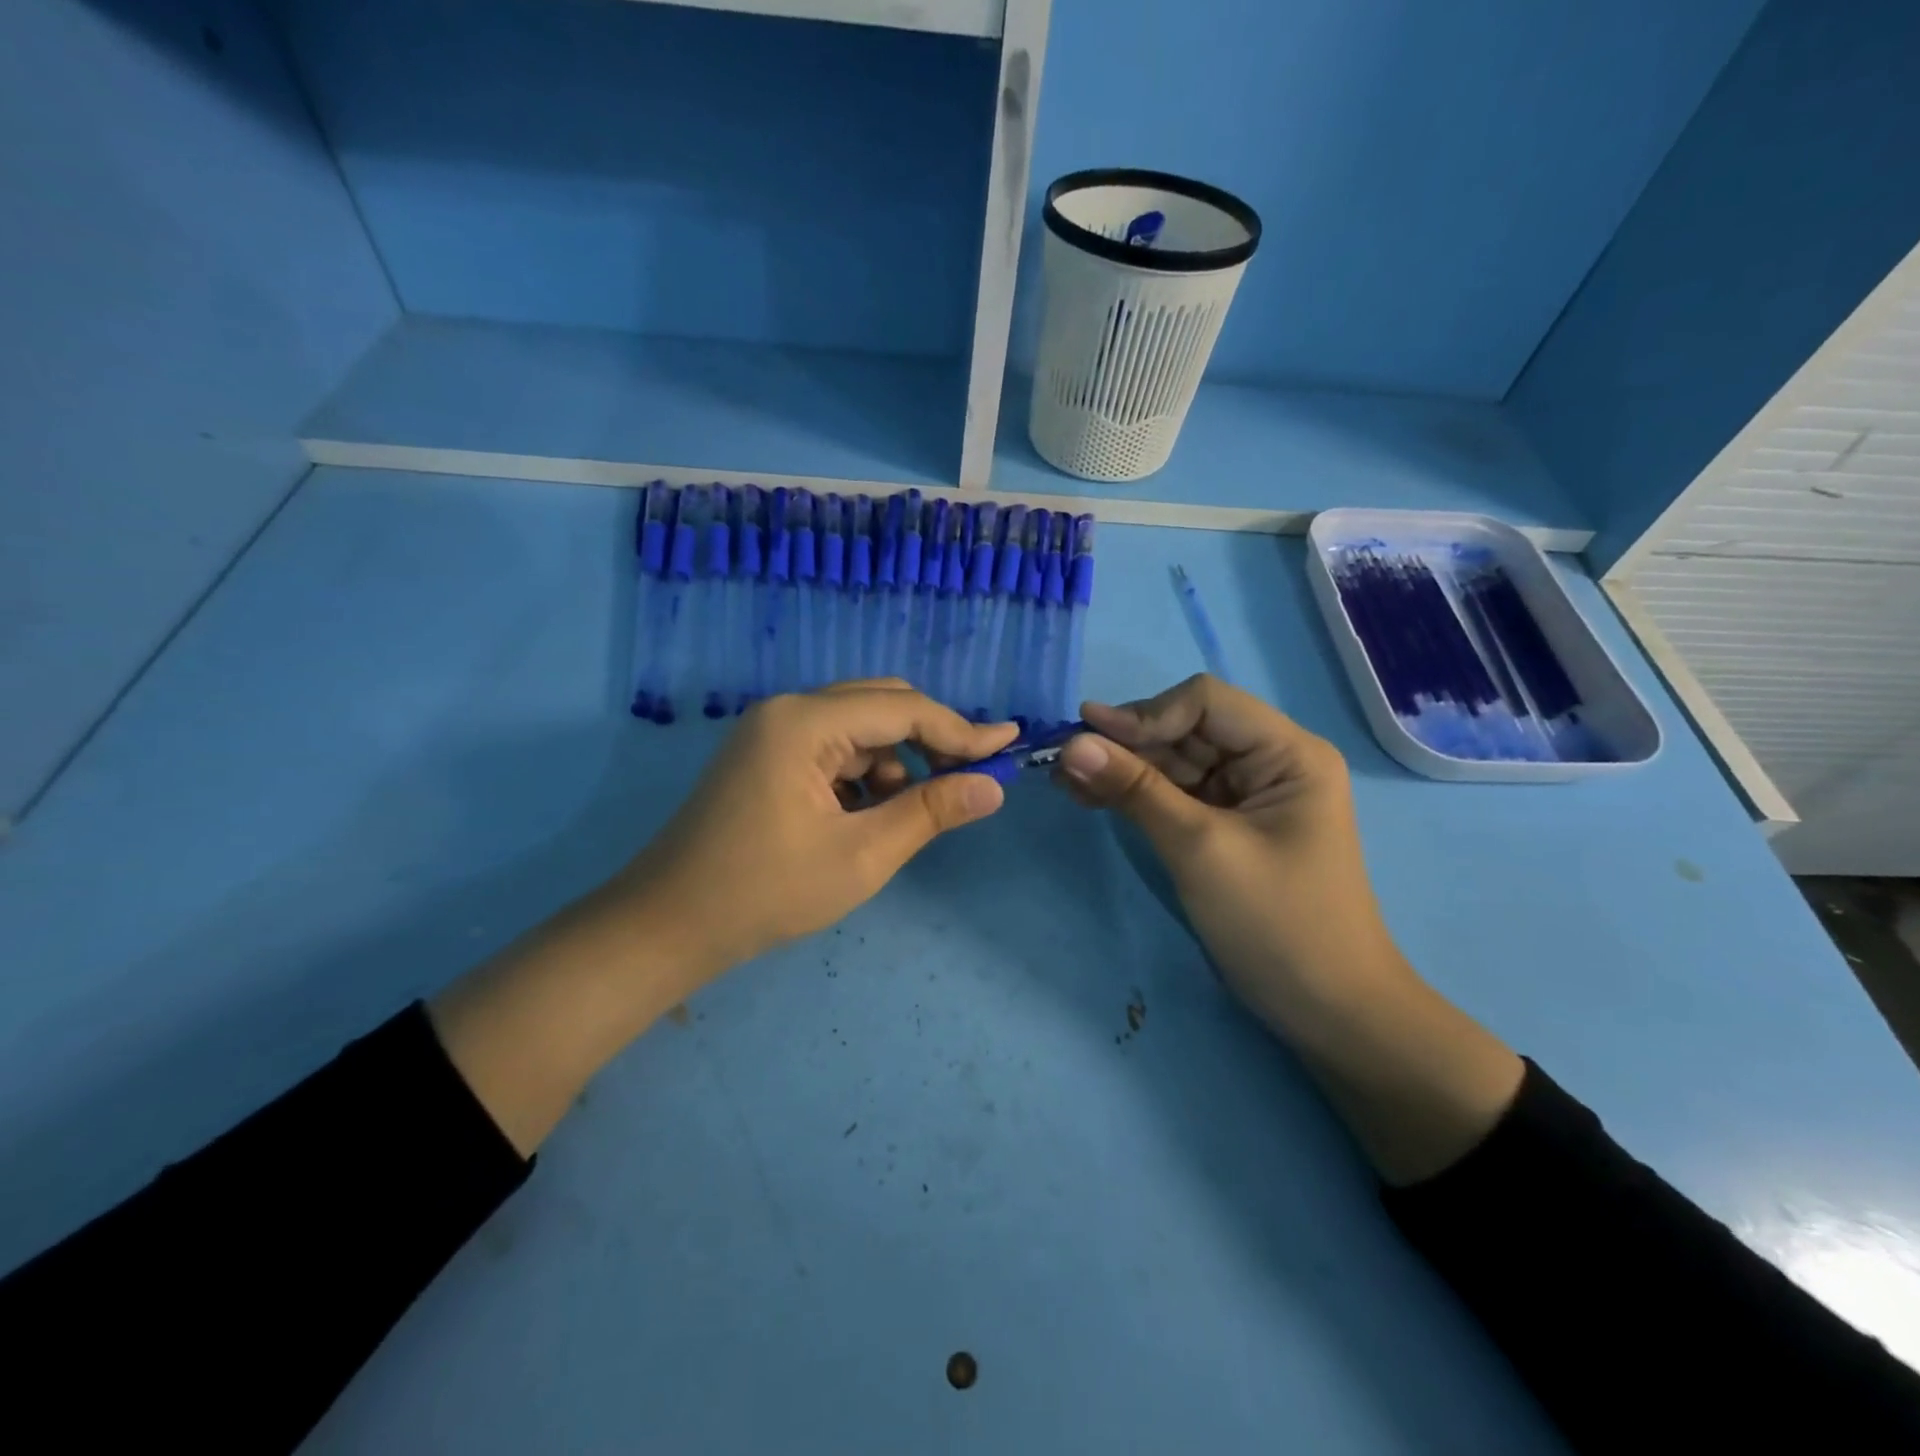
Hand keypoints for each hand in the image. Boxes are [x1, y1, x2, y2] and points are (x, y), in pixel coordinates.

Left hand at [609, 680, 1017, 984]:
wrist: (668, 925)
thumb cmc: (767, 892)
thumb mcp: (862, 855)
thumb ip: (930, 811)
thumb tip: (993, 786)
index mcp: (805, 722)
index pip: (903, 709)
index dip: (961, 729)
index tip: (1008, 746)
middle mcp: (788, 710)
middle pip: (881, 704)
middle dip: (930, 738)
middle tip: (966, 779)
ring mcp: (772, 731)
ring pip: (859, 728)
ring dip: (895, 761)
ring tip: (900, 815)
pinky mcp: (767, 755)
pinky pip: (833, 749)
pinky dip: (862, 774)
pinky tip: (863, 817)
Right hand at [1055, 675, 1395, 1029]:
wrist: (1327, 1011)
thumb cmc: (1277, 924)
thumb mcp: (1200, 849)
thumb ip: (1136, 789)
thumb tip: (1071, 743)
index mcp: (1288, 753)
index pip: (1206, 702)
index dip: (1145, 713)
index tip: (1088, 737)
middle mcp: (1270, 761)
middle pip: (1186, 729)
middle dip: (1126, 742)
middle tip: (1063, 761)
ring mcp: (1248, 794)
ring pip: (1174, 761)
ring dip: (1123, 767)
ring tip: (1065, 779)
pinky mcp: (1227, 824)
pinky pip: (1175, 794)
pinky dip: (1136, 794)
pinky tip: (1092, 796)